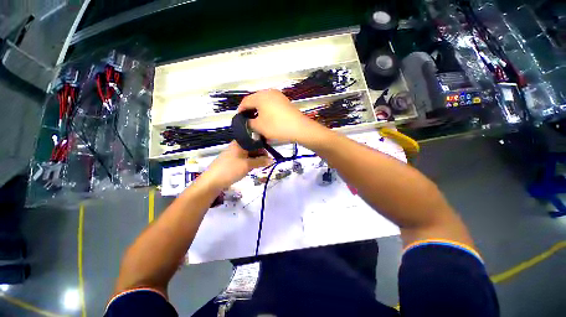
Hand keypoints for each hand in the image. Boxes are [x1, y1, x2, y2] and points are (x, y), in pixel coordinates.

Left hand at [200, 141, 271, 189]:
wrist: (211, 182)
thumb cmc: (230, 170)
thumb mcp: (247, 165)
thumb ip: (260, 161)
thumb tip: (272, 160)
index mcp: (239, 143)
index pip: (255, 142)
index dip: (263, 147)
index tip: (270, 155)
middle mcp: (237, 147)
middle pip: (252, 148)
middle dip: (260, 155)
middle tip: (266, 163)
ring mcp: (234, 154)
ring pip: (249, 155)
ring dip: (255, 160)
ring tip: (260, 166)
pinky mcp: (232, 162)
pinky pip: (244, 160)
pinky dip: (250, 163)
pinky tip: (252, 168)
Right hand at [238, 89, 321, 143]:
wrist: (300, 128)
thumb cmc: (277, 126)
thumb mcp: (259, 127)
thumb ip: (249, 123)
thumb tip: (247, 121)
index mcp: (260, 96)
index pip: (245, 101)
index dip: (240, 111)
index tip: (239, 119)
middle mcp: (269, 92)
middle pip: (255, 100)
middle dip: (250, 111)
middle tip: (248, 121)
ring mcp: (279, 96)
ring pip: (264, 102)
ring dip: (259, 111)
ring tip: (257, 121)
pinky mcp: (285, 102)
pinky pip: (272, 104)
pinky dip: (267, 111)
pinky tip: (268, 119)